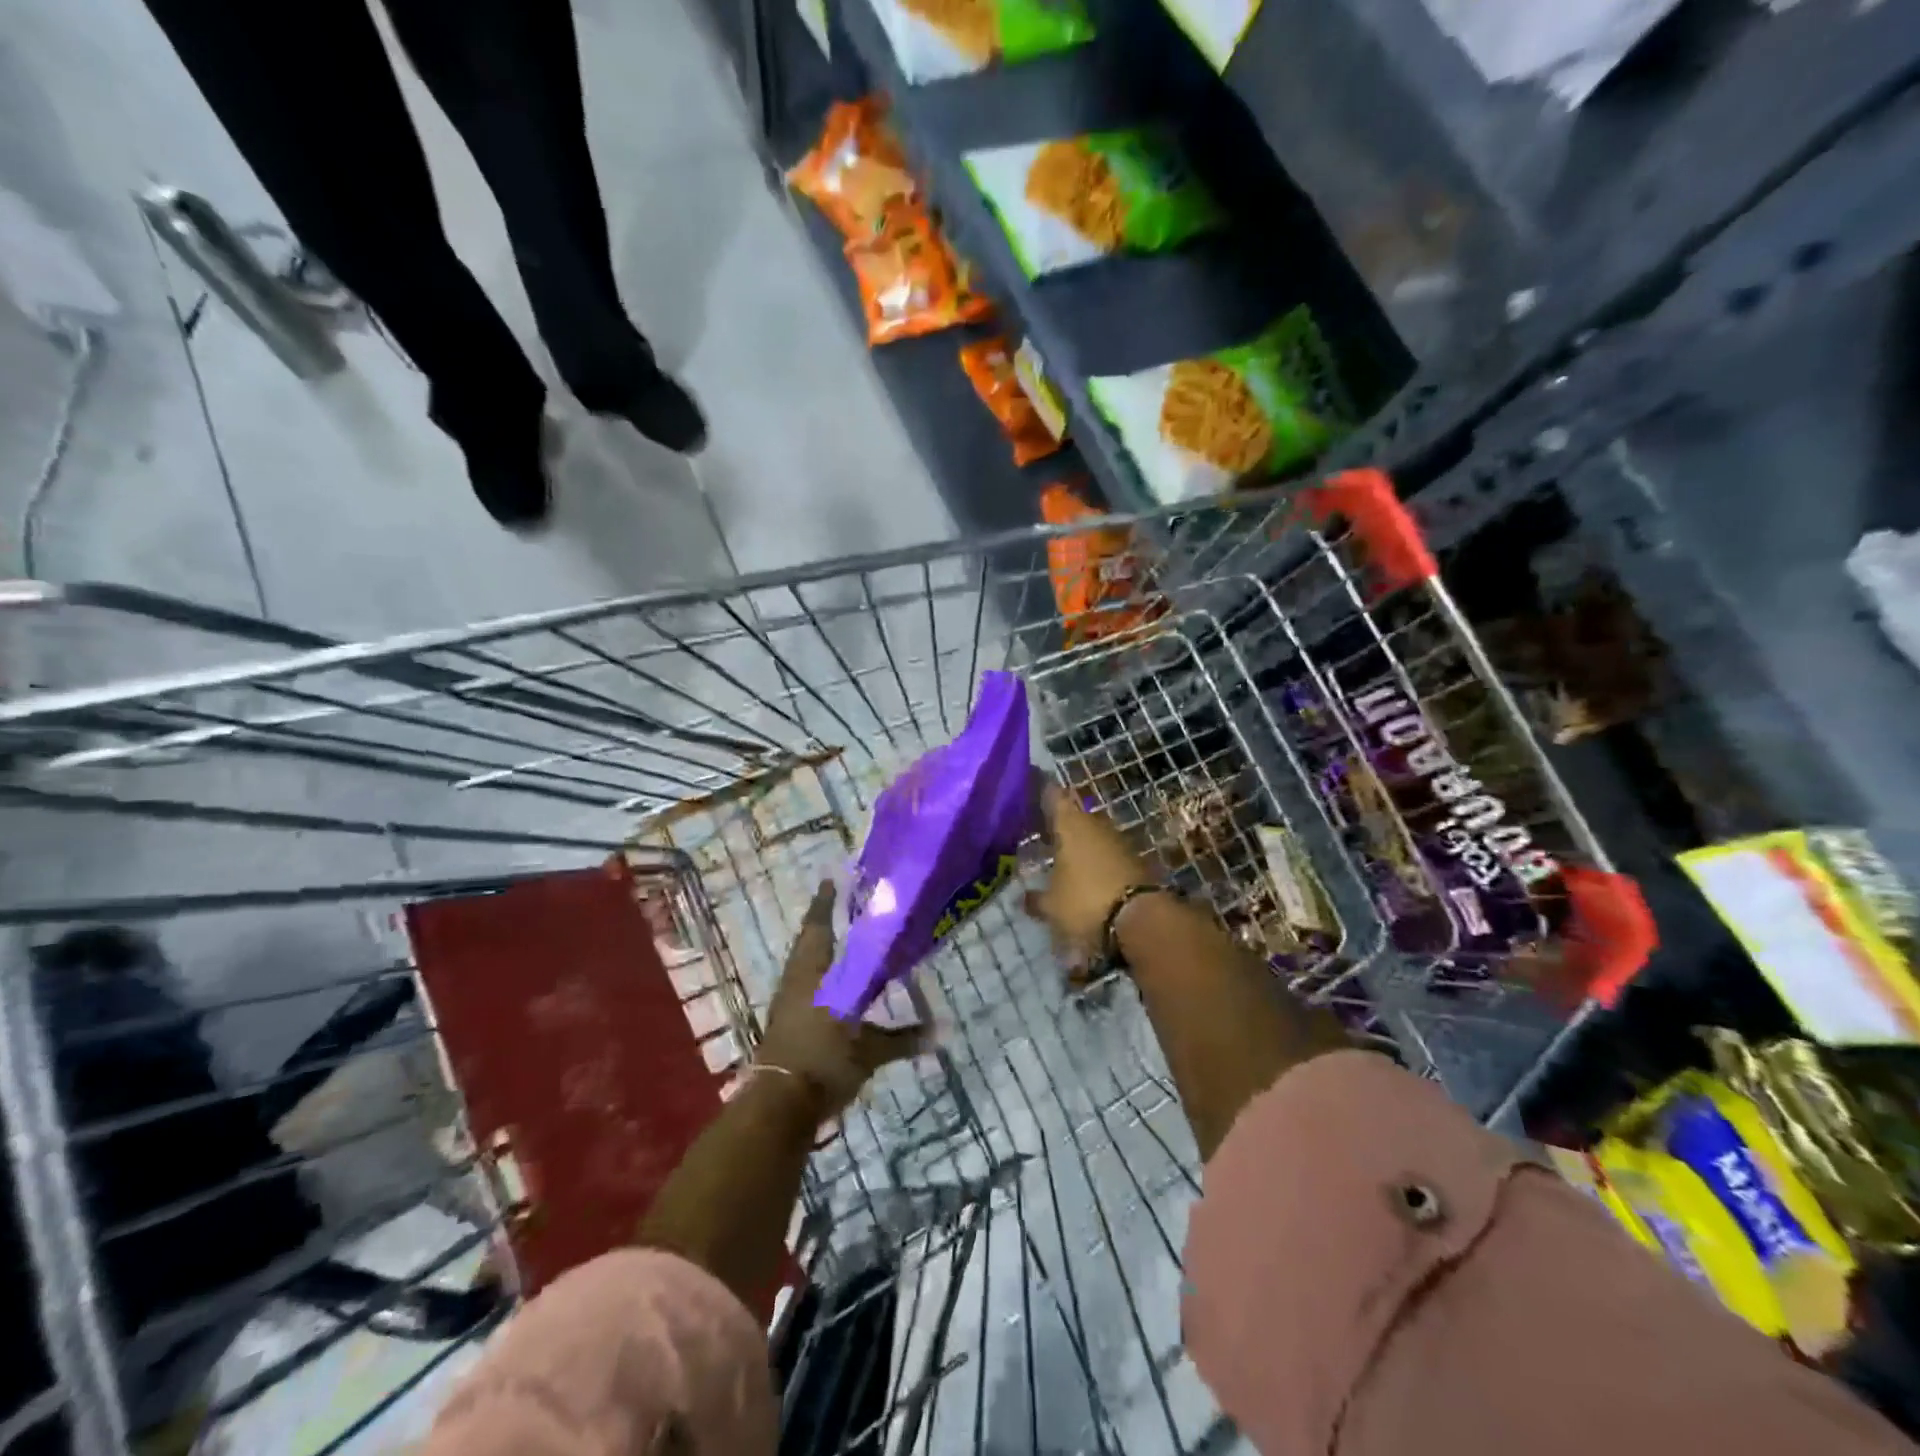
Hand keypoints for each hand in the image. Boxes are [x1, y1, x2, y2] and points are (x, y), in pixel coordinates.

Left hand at [755, 882, 924, 1113]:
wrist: (777, 1107)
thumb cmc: (823, 1062)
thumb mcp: (869, 1051)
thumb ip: (903, 1039)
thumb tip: (943, 1032)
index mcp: (814, 975)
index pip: (819, 928)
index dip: (826, 903)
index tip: (832, 879)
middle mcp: (797, 982)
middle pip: (808, 943)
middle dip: (823, 923)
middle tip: (840, 906)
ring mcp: (787, 1004)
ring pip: (803, 965)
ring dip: (818, 949)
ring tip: (838, 940)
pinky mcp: (784, 1026)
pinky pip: (802, 987)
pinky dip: (817, 977)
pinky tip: (831, 984)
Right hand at [1024, 782, 1157, 963]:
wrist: (1141, 919)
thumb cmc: (1085, 901)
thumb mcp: (1052, 906)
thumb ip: (1036, 899)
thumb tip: (1024, 898)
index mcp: (1070, 824)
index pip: (1053, 795)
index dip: (1041, 792)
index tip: (1028, 793)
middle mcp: (1095, 824)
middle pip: (1074, 815)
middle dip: (1059, 824)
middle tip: (1041, 834)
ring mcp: (1119, 840)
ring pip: (1093, 834)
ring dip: (1080, 843)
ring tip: (1062, 859)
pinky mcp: (1136, 860)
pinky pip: (1108, 853)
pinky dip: (1096, 860)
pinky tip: (1086, 876)